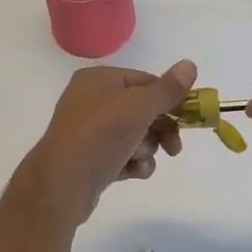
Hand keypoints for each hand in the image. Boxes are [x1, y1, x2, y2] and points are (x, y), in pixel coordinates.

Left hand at [18, 60, 194, 225]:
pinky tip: (134, 172)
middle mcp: (92, 100)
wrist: (61, 186)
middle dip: (160, 128)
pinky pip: (122, 155)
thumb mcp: (138, 107)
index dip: (168, 98)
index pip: (144, 80)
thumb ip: (166, 89)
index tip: (188, 118)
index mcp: (99, 80)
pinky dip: (133, 162)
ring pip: (134, 134)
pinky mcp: (91, 159)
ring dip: (146, 147)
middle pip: (141, 109)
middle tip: (174, 147)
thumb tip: (190, 64)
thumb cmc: (100, 136)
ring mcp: (90, 131)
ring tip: (141, 158)